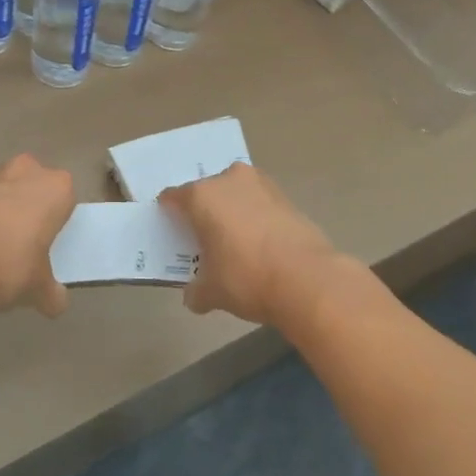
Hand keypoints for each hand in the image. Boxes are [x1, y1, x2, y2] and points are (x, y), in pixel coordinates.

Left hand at [0, 154, 74, 315]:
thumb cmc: (10, 264)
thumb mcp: (39, 288)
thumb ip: (52, 292)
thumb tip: (57, 303)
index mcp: (56, 187)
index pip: (64, 200)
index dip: (56, 222)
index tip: (47, 244)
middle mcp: (26, 170)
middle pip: (32, 187)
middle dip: (27, 208)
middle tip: (22, 243)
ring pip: (2, 190)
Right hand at [161, 163, 343, 326]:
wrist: (307, 278)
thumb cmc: (247, 278)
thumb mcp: (212, 292)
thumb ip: (196, 291)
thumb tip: (193, 296)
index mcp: (202, 196)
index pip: (174, 197)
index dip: (169, 213)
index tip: (170, 230)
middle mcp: (229, 180)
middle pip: (206, 190)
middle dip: (203, 210)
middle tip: (202, 237)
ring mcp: (261, 184)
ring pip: (236, 192)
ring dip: (232, 210)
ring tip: (233, 240)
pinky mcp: (285, 196)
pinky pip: (259, 202)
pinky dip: (255, 217)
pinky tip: (258, 242)